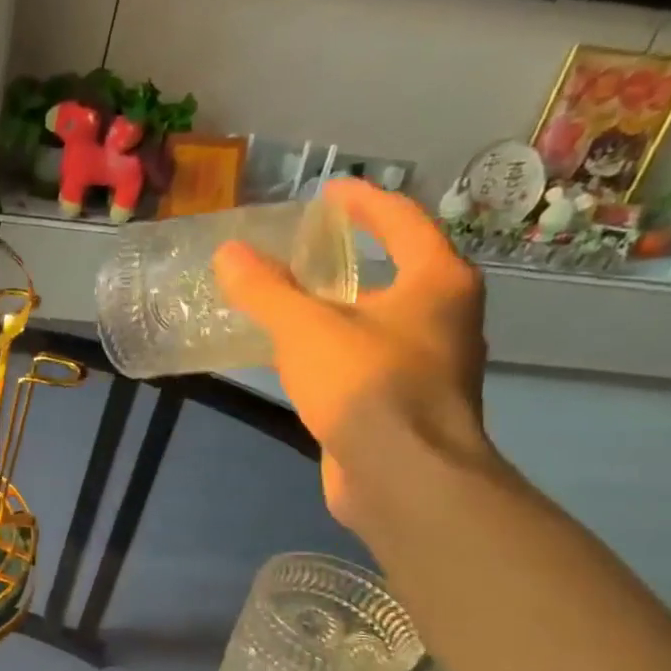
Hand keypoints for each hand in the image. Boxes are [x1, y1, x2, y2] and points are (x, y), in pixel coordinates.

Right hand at [212, 177, 493, 531]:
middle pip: (394, 270)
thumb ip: (266, 290)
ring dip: (336, 307)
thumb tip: (228, 253)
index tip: (326, 192)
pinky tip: (294, 357)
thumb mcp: (306, 329)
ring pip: (376, 320)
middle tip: (300, 247)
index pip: (402, 221)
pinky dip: (330, 348)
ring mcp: (426, 364)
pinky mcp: (401, 404)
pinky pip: (361, 359)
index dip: (362, 201)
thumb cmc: (366, 387)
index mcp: (436, 282)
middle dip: (348, 257)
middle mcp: (443, 317)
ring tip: (288, 300)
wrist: (402, 478)